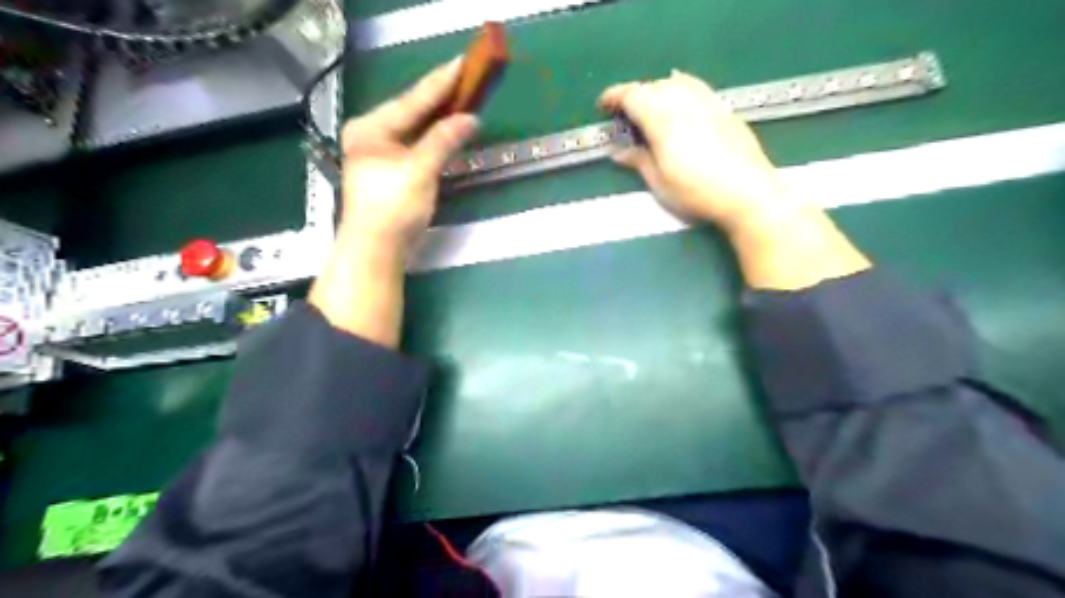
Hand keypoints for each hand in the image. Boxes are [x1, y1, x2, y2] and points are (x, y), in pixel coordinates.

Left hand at [338, 57, 479, 249]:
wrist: (377, 249)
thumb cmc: (392, 207)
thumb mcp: (418, 171)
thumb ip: (443, 141)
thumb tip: (469, 119)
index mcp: (371, 128)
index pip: (412, 100)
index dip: (440, 83)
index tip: (462, 63)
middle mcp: (373, 135)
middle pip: (413, 112)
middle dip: (441, 98)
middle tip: (467, 78)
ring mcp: (382, 154)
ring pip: (416, 129)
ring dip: (440, 118)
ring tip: (464, 98)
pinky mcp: (393, 171)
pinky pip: (418, 145)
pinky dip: (436, 138)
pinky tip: (450, 129)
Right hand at [598, 69, 797, 230]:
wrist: (747, 192)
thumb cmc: (697, 192)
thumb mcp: (660, 182)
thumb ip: (638, 161)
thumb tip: (619, 152)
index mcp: (663, 120)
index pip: (633, 95)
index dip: (614, 96)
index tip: (603, 105)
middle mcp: (683, 102)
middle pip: (652, 86)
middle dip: (634, 95)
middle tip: (624, 114)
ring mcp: (706, 102)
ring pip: (675, 83)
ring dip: (656, 90)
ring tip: (649, 106)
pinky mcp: (722, 109)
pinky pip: (695, 86)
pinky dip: (680, 85)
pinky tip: (679, 92)